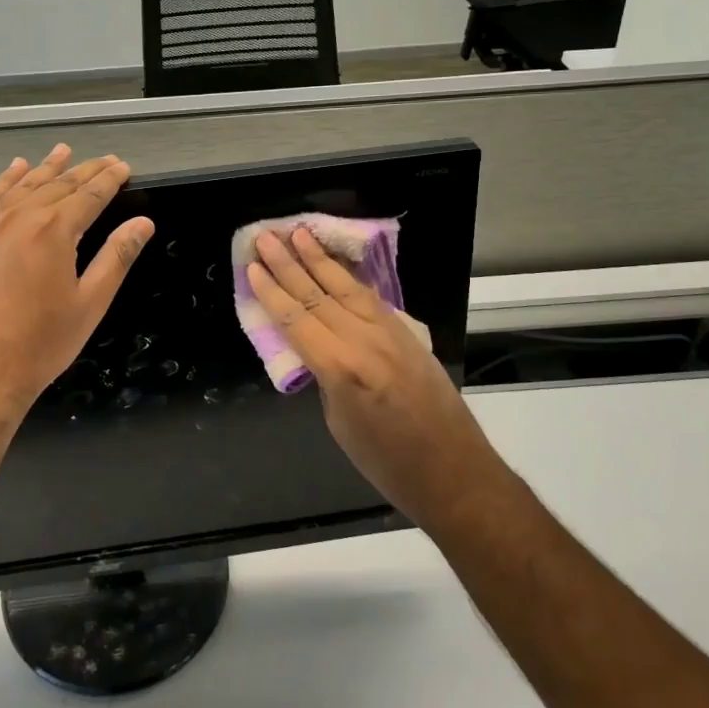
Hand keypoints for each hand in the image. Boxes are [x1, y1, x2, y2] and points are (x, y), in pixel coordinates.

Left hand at [0, 146, 152, 426]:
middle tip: (106, 159)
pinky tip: (17, 168)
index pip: (89, 195)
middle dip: (85, 170)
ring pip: (25, 185)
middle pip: (59, 184)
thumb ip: (117, 257)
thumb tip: (144, 224)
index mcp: (54, 231)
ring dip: (48, 167)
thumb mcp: (90, 303)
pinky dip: (7, 179)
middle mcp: (22, 218)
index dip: (109, 180)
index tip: (123, 167)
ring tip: (64, 150)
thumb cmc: (41, 343)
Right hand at [246, 228, 506, 529]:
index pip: (296, 319)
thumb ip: (325, 378)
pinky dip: (349, 279)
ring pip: (347, 288)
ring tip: (300, 233)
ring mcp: (390, 334)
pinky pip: (371, 299)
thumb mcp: (340, 424)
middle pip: (317, 295)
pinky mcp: (408, 335)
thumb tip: (316, 352)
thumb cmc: (389, 464)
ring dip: (320, 259)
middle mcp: (364, 341)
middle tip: (267, 237)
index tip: (253, 266)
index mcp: (341, 368)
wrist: (455, 473)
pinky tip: (337, 265)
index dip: (271, 292)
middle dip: (289, 263)